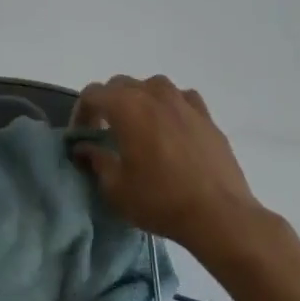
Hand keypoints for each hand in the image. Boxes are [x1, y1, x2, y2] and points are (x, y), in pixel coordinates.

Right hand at [71, 75, 276, 261]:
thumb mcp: (115, 187)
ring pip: (152, 86)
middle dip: (107, 104)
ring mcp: (184, 103)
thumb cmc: (160, 200)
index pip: (92, 94)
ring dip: (139, 100)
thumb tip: (85, 148)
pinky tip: (170, 127)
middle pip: (120, 85)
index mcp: (126, 107)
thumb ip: (96, 160)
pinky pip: (181, 98)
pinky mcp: (207, 116)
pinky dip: (169, 106)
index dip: (80, 112)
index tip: (80, 136)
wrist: (219, 215)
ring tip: (138, 126)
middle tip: (104, 131)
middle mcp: (154, 95)